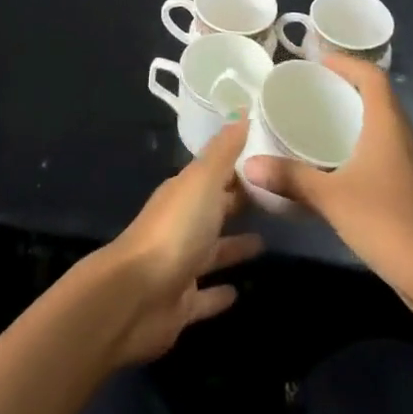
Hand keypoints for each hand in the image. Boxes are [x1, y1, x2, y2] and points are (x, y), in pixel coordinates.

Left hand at [96, 121, 262, 363]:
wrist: (137, 295)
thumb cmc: (175, 230)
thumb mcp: (202, 181)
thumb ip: (223, 150)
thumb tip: (241, 109)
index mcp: (184, 193)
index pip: (215, 174)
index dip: (239, 167)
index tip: (269, 160)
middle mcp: (181, 225)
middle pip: (213, 210)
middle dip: (238, 203)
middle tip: (275, 200)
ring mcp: (180, 265)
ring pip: (212, 251)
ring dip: (234, 246)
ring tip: (266, 242)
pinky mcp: (182, 303)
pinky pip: (205, 295)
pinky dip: (220, 294)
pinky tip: (240, 292)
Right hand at [243, 55, 412, 312]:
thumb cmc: (387, 222)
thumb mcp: (331, 198)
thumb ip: (290, 178)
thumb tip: (248, 165)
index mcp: (389, 126)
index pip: (373, 77)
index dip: (347, 64)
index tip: (318, 63)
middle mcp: (405, 137)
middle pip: (379, 99)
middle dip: (347, 89)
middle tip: (312, 92)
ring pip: (384, 128)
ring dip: (356, 119)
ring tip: (320, 124)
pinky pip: (387, 153)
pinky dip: (363, 147)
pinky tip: (340, 167)